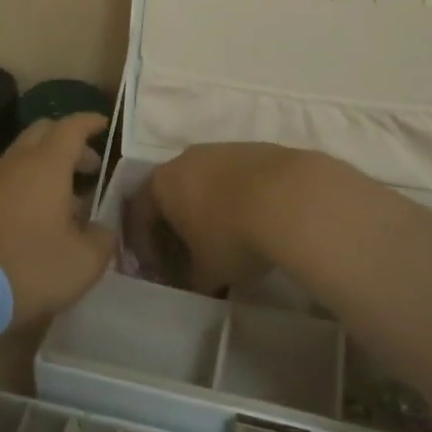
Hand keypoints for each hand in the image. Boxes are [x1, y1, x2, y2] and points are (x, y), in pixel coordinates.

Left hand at [0, 114, 116, 328]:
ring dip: (43, 169)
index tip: (104, 124)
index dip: (89, 122)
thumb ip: (102, 239)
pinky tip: (30, 222)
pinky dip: (22, 189)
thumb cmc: (28, 266)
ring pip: (19, 159)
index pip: (71, 127)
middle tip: (88, 166)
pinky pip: (2, 183)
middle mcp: (14, 164)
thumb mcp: (83, 262)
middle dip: (67, 142)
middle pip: (41, 133)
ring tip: (63, 203)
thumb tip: (103, 229)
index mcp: (46, 166)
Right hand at [125, 143, 325, 295]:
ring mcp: (220, 149)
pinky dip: (234, 198)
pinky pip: (233, 177)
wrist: (292, 198)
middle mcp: (184, 159)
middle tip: (189, 256)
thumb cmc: (232, 236)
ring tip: (224, 239)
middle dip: (176, 228)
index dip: (145, 248)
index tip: (159, 271)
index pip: (139, 216)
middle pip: (170, 196)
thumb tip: (191, 282)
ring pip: (203, 183)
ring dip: (206, 210)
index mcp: (161, 184)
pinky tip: (252, 220)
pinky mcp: (253, 148)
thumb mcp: (206, 272)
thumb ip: (190, 279)